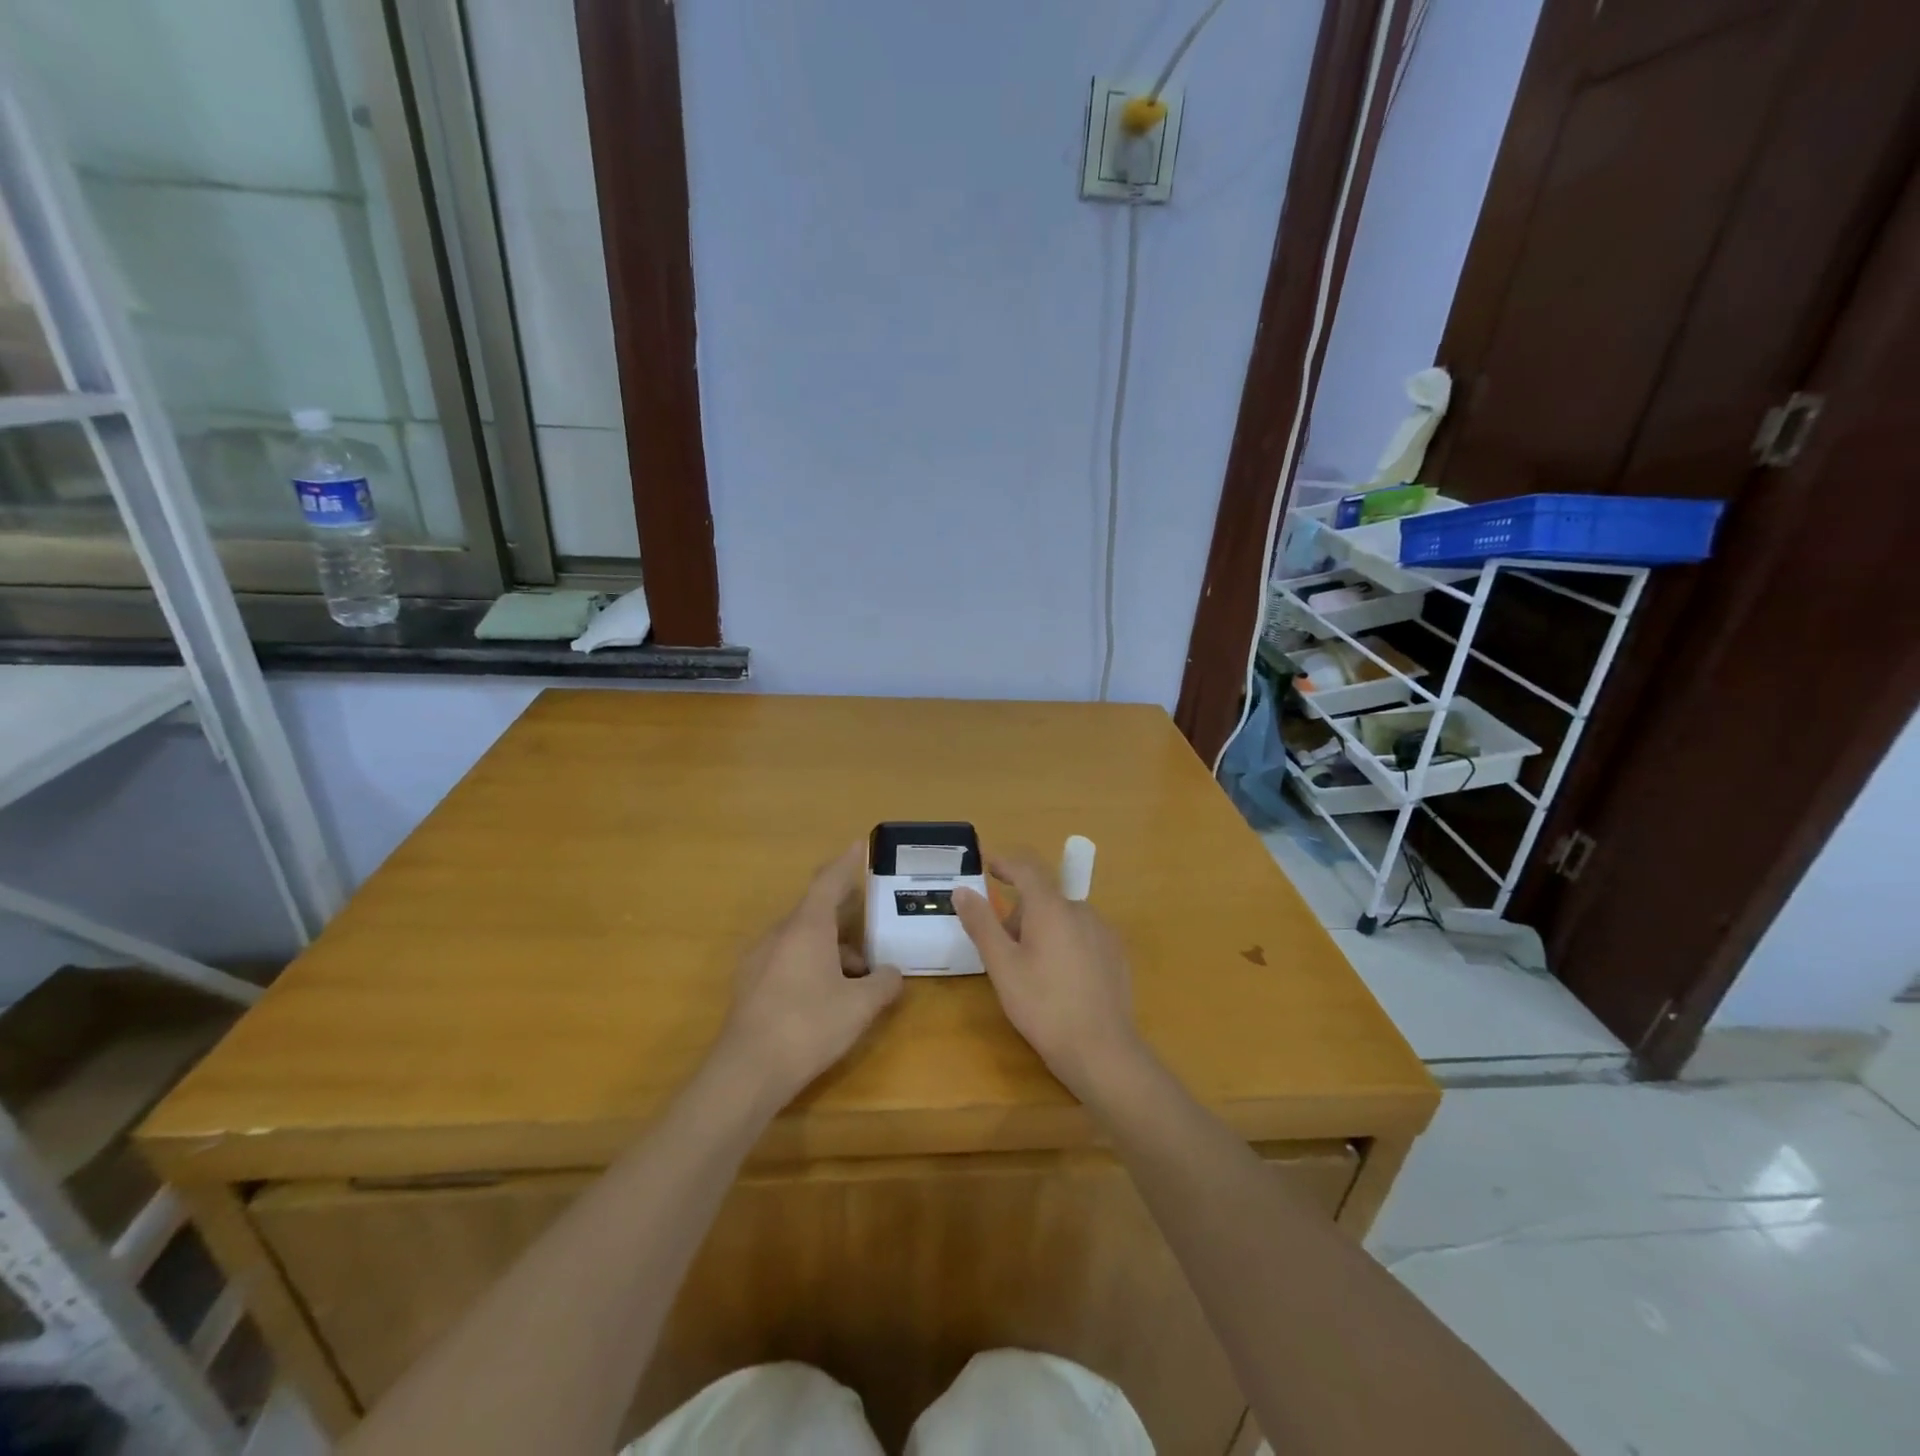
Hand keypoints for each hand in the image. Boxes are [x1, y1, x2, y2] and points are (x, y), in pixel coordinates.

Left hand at [717, 842, 902, 1104]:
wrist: (746, 1072)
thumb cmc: (808, 1026)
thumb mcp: (860, 1006)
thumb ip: (883, 984)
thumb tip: (893, 974)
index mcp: (806, 927)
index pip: (828, 882)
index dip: (845, 864)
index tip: (857, 845)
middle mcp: (779, 934)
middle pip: (816, 914)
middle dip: (846, 924)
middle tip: (872, 937)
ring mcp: (759, 960)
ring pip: (802, 941)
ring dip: (831, 951)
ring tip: (857, 981)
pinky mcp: (749, 986)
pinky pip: (787, 961)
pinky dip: (811, 967)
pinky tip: (826, 999)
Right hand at [952, 852, 1144, 1101]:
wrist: (1101, 1050)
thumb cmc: (1043, 1006)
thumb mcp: (1002, 966)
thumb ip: (982, 923)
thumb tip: (962, 891)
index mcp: (1051, 908)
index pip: (1027, 868)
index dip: (1005, 863)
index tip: (988, 866)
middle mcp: (1081, 910)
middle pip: (1044, 898)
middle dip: (1020, 914)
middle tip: (1003, 950)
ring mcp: (1103, 931)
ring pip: (1064, 917)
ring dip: (1043, 930)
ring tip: (1032, 971)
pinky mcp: (1116, 953)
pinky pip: (1083, 935)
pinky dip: (1065, 943)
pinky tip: (1061, 981)